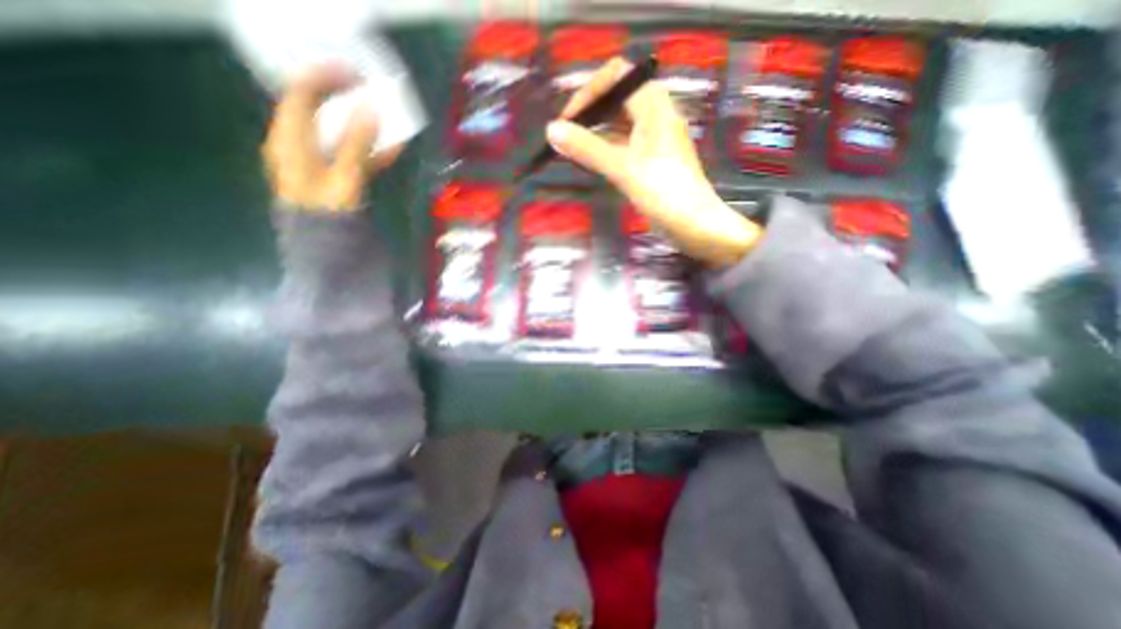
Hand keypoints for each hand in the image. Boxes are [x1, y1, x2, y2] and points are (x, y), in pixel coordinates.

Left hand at [262, 65, 401, 211]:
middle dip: (344, 98)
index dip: (323, 77)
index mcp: (290, 140)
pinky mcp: (334, 176)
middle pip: (318, 110)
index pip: (300, 94)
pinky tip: (391, 148)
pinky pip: (352, 155)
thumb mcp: (343, 179)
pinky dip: (370, 149)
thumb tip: (370, 110)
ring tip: (386, 116)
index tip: (353, 73)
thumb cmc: (328, 215)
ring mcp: (318, 161)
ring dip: (362, 124)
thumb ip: (355, 145)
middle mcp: (299, 145)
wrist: (325, 250)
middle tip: (371, 91)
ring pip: (338, 132)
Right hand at [545, 57, 762, 267]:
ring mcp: (655, 137)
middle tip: (567, 136)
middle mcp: (656, 114)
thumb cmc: (662, 193)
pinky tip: (592, 161)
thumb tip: (552, 130)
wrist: (694, 224)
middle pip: (617, 98)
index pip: (616, 76)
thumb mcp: (623, 169)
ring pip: (620, 122)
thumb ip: (587, 148)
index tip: (567, 121)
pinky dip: (606, 147)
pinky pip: (625, 143)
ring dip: (596, 131)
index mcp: (654, 105)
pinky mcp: (653, 158)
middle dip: (590, 112)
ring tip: (574, 149)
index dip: (588, 93)